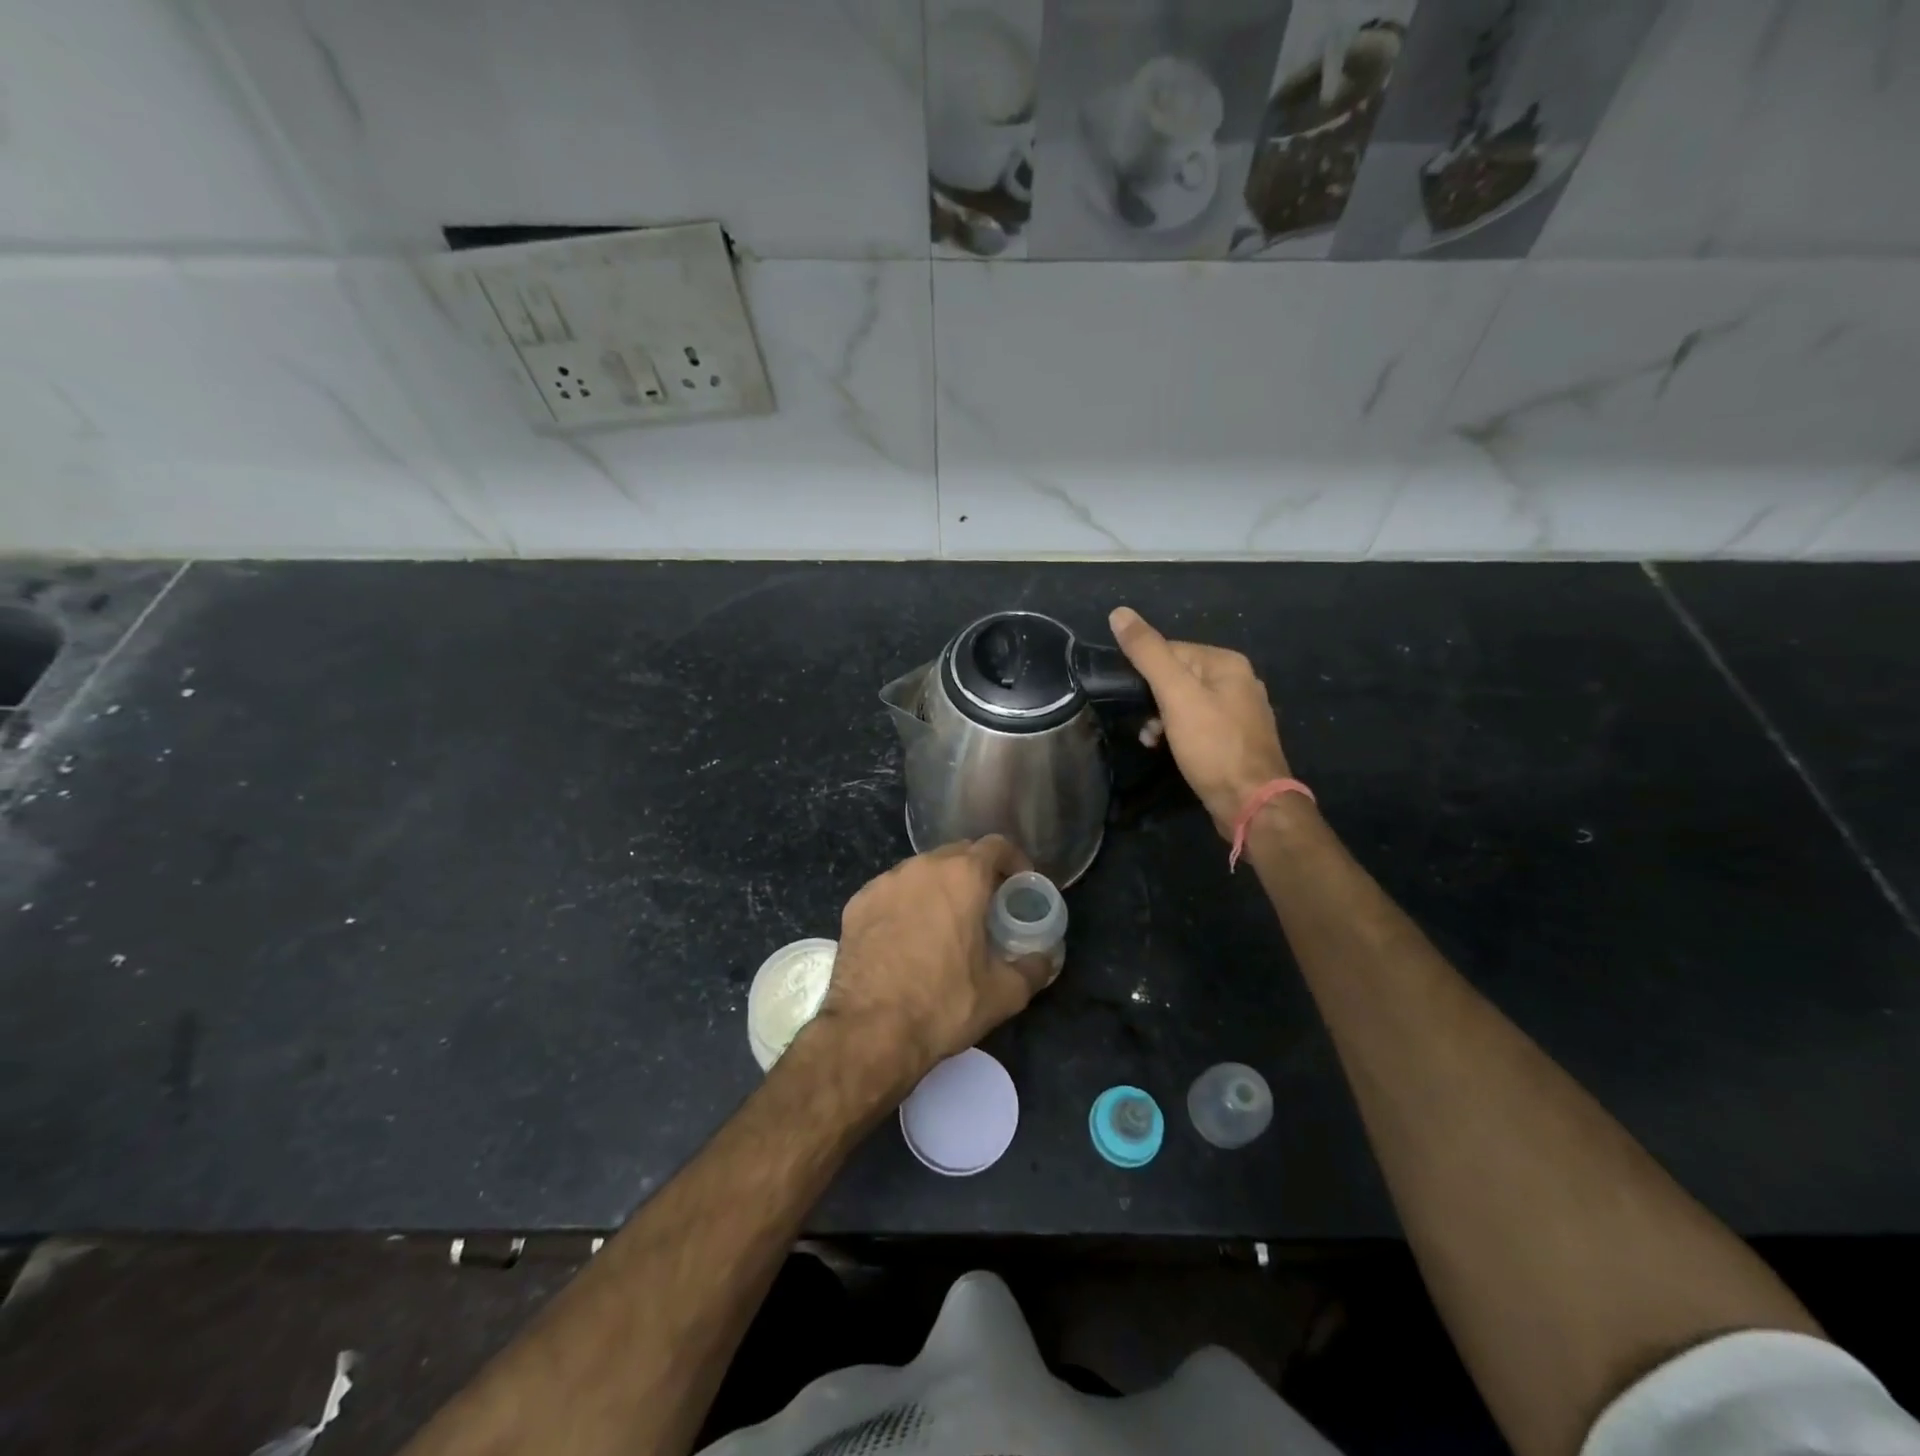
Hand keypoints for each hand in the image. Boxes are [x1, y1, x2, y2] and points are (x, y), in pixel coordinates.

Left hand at [809, 837, 1051, 1087]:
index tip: (1019, 886)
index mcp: (962, 876)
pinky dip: (905, 904)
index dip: (1014, 861)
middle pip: (957, 854)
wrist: (869, 1030)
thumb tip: (1044, 959)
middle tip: (986, 906)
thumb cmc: (943, 1004)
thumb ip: (1032, 968)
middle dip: (976, 872)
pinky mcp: (856, 903)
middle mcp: (922, 867)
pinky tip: (906, 937)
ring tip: (945, 922)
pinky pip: (891, 892)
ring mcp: (884, 882)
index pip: (997, 845)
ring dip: (939, 887)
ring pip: (921, 871)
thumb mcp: (1003, 993)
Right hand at [1110, 606, 1291, 837]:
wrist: (1251, 803)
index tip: (1132, 699)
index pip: (1171, 649)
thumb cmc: (1212, 746)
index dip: (1145, 673)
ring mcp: (1241, 712)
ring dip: (1163, 719)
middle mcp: (1239, 681)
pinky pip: (1199, 725)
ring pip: (1187, 703)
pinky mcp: (1237, 740)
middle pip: (1179, 676)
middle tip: (1144, 726)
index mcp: (1227, 663)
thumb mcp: (1175, 695)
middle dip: (1153, 699)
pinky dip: (1180, 734)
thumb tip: (1119, 613)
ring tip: (1152, 741)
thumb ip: (1147, 653)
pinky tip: (1169, 750)